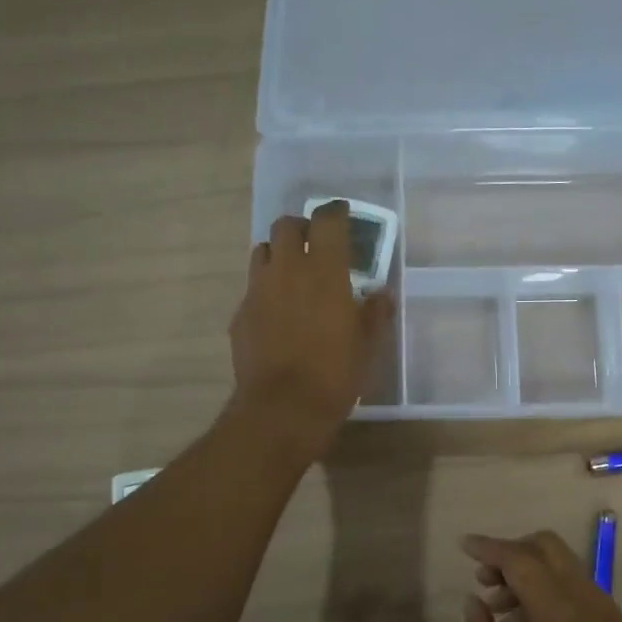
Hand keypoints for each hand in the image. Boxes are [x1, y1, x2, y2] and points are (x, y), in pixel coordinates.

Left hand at [229, 202, 393, 455]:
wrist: (282, 408)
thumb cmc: (335, 374)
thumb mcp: (369, 344)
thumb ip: (376, 312)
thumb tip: (381, 293)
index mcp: (325, 270)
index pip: (327, 219)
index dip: (336, 212)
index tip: (343, 216)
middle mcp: (287, 269)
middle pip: (287, 225)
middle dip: (302, 228)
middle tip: (316, 245)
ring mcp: (258, 290)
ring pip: (263, 251)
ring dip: (279, 254)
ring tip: (293, 274)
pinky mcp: (240, 314)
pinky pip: (253, 288)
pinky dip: (266, 289)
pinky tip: (277, 313)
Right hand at [461, 532, 621, 621]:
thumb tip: (473, 603)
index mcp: (559, 610)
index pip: (519, 559)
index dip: (489, 547)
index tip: (464, 546)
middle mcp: (587, 597)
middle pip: (547, 547)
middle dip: (512, 552)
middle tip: (485, 580)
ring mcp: (606, 609)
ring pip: (563, 565)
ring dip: (530, 572)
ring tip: (498, 610)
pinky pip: (576, 588)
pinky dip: (548, 589)